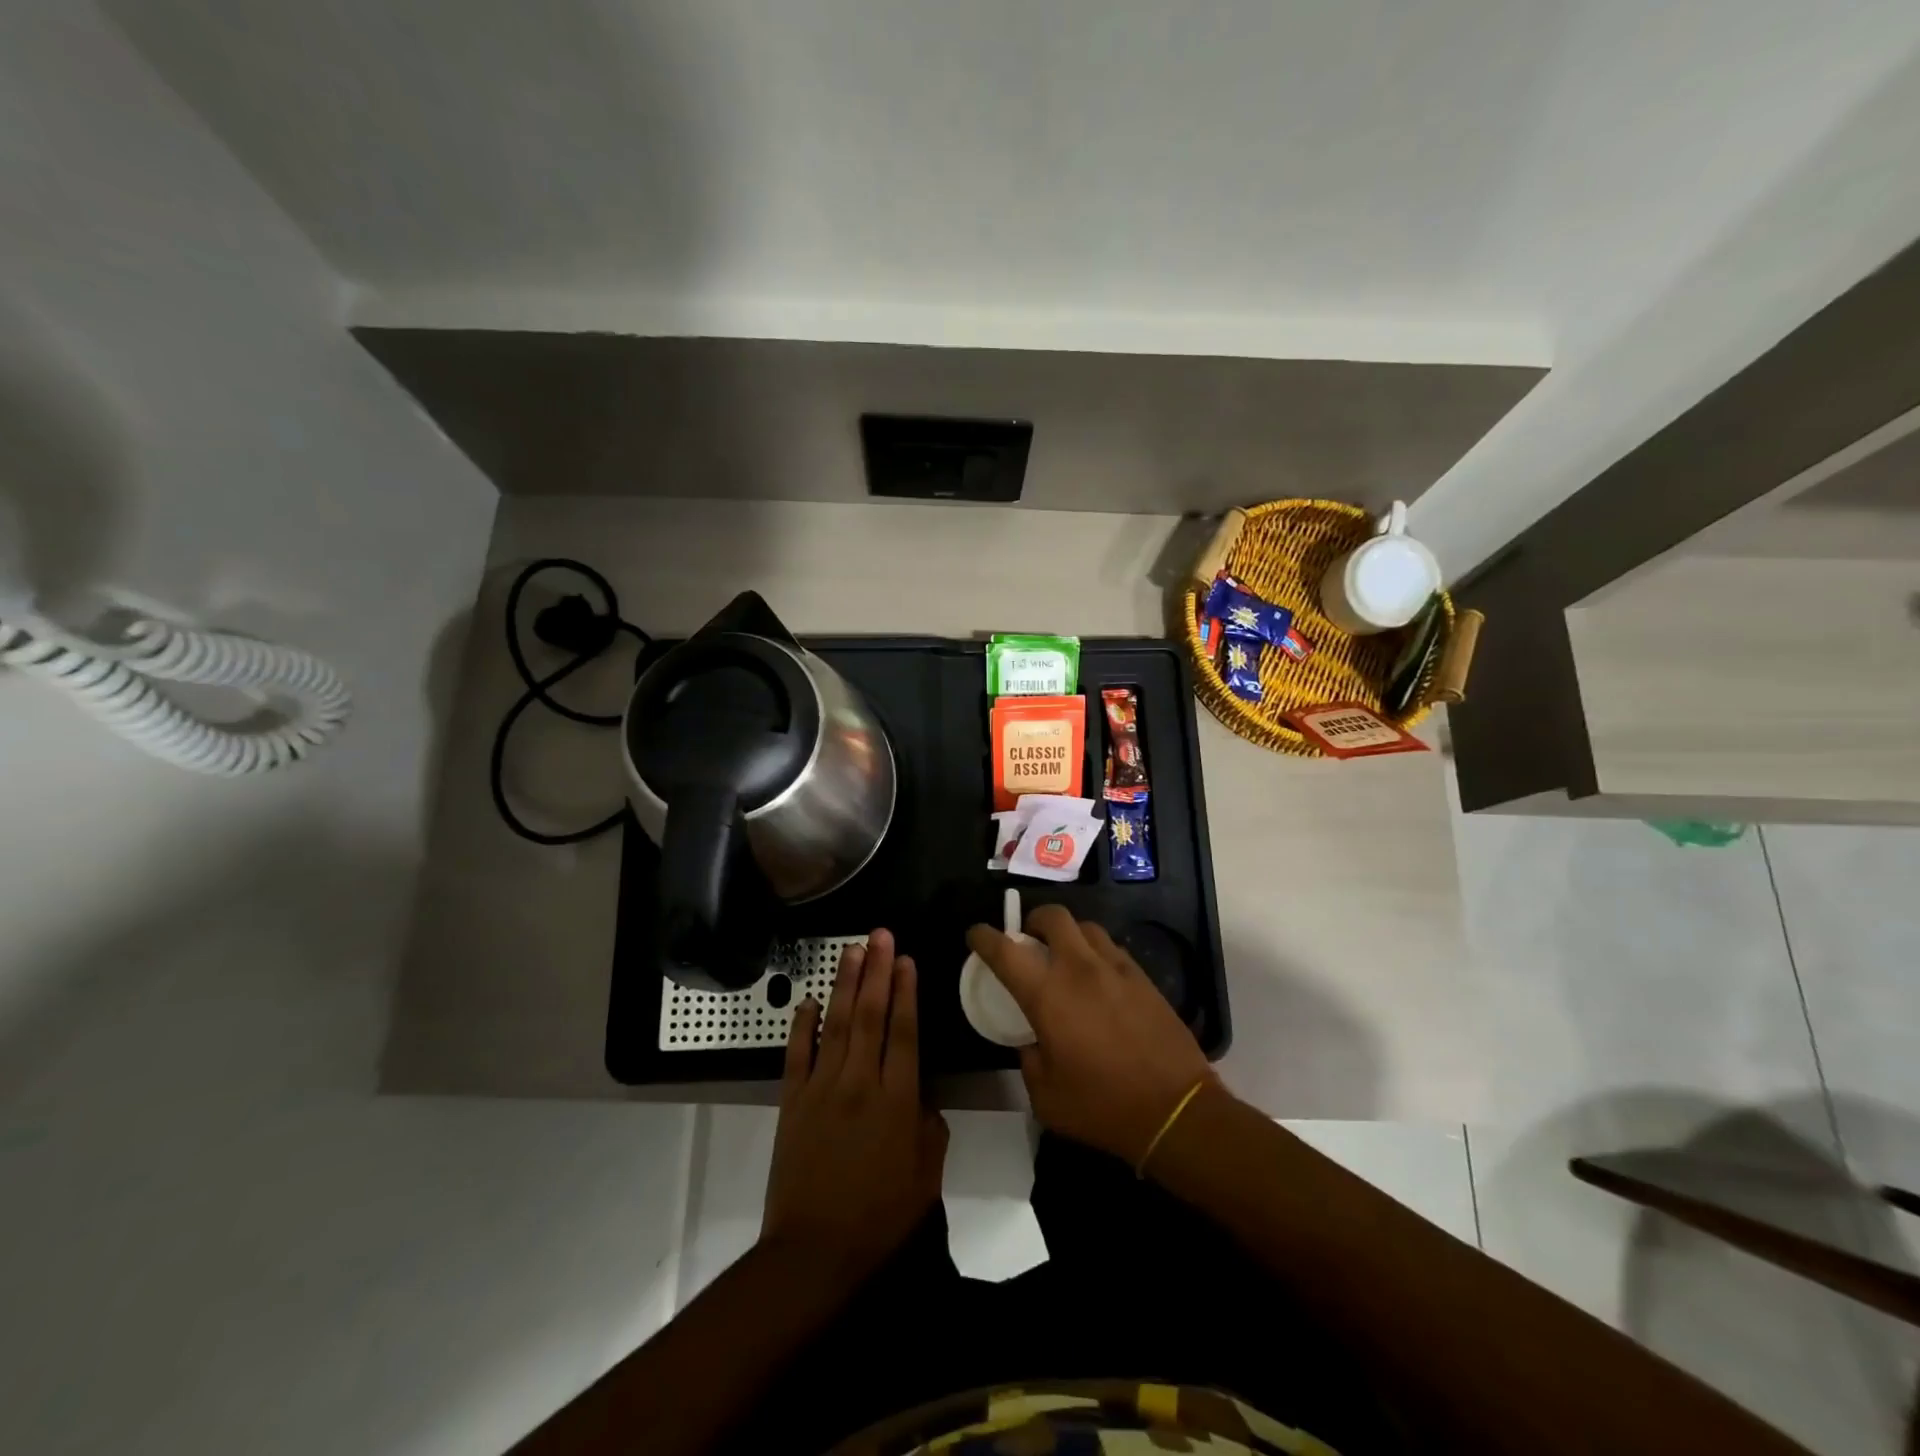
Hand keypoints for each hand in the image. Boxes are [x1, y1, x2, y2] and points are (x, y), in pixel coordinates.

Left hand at [761, 929, 947, 1278]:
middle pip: (870, 1015)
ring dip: (846, 984)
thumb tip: (921, 1092)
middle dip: (877, 971)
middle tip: (881, 935)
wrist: (813, 1252)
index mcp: (897, 1100)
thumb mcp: (926, 1176)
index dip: (906, 991)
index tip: (907, 959)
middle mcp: (859, 1082)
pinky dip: (803, 1024)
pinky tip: (809, 999)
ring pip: (836, 1023)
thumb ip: (929, 1126)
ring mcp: (821, 1088)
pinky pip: (797, 1053)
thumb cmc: (879, 1218)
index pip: (903, 1031)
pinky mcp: (792, 1101)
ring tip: (853, 950)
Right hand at [966, 906, 1214, 1166]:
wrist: (1175, 1109)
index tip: (976, 935)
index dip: (984, 936)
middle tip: (1029, 940)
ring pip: (1086, 927)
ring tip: (1065, 958)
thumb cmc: (1102, 1106)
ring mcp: (1116, 968)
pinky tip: (1098, 979)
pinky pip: (1112, 949)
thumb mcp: (1046, 1097)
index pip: (1005, 950)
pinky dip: (1096, 953)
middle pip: (1053, 916)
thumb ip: (1029, 1060)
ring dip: (1068, 935)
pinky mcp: (1143, 977)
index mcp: (1047, 995)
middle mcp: (1079, 969)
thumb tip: (1031, 1041)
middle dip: (1034, 920)